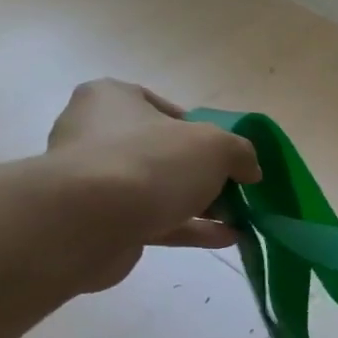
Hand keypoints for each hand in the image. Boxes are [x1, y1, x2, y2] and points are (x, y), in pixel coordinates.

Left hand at [45, 80, 260, 289]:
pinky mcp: (101, 222)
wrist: (88, 222)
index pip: (164, 109)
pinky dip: (190, 228)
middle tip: (236, 190)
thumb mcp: (215, 146)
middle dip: (204, 174)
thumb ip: (240, 152)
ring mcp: (96, 181)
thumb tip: (249, 170)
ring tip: (239, 219)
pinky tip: (227, 238)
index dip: (202, 132)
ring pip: (160, 190)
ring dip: (202, 206)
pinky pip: (155, 221)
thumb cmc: (150, 163)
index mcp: (113, 99)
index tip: (227, 155)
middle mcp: (96, 134)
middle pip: (164, 153)